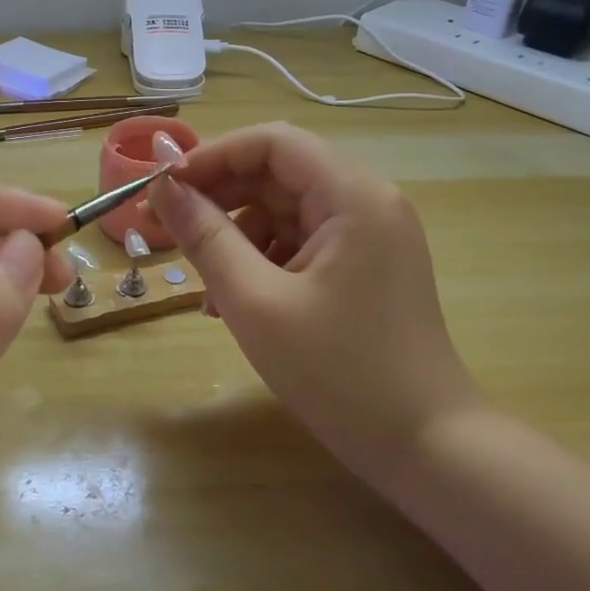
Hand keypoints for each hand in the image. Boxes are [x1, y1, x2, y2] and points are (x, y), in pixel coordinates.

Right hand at [149, 124, 480, 492]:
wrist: (427, 448)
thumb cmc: (339, 373)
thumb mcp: (256, 302)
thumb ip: (205, 237)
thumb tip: (162, 186)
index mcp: (352, 195)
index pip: (271, 142)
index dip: (211, 156)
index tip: (163, 188)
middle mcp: (367, 202)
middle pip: (278, 173)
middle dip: (218, 197)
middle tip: (164, 228)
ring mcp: (370, 236)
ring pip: (285, 211)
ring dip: (236, 235)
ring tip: (202, 284)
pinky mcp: (365, 267)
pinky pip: (301, 243)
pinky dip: (263, 261)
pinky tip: (233, 303)